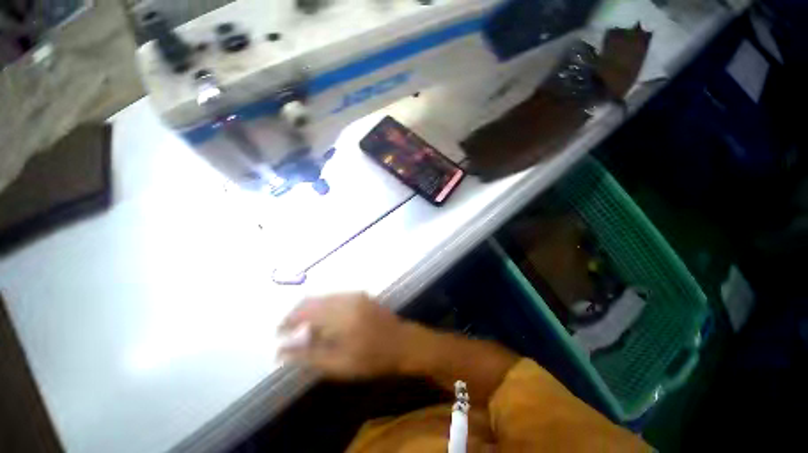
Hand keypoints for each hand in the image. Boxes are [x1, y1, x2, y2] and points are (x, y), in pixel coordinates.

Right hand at [278, 293, 411, 379]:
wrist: (402, 343)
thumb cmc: (372, 358)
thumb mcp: (338, 364)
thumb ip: (308, 355)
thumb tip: (282, 351)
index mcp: (340, 314)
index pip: (306, 310)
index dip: (288, 320)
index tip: (279, 334)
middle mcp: (346, 298)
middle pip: (313, 300)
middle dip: (298, 315)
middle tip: (291, 334)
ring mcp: (355, 295)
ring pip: (324, 299)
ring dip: (312, 312)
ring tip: (309, 333)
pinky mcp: (361, 295)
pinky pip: (336, 298)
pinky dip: (325, 309)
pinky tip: (327, 324)